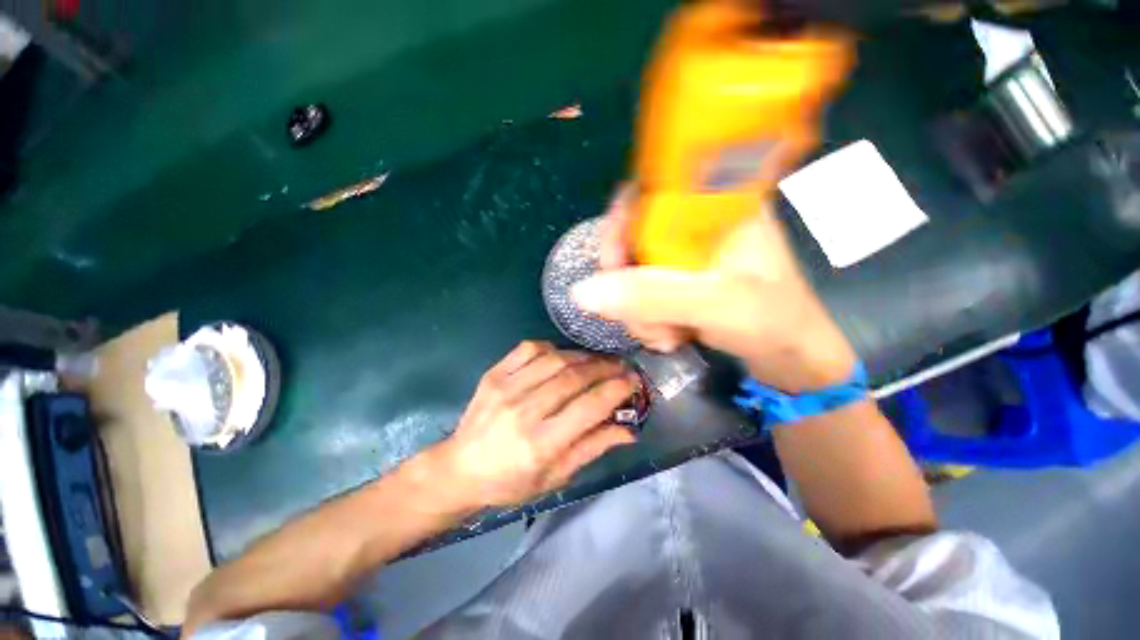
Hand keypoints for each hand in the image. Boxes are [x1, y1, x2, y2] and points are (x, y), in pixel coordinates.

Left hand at [433, 341, 637, 508]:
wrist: (460, 468)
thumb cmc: (511, 481)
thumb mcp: (555, 477)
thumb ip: (592, 448)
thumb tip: (628, 430)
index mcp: (541, 444)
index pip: (589, 407)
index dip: (616, 390)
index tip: (633, 381)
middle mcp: (524, 411)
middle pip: (574, 377)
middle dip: (605, 367)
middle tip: (621, 366)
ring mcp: (506, 388)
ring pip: (555, 359)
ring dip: (583, 356)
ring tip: (598, 360)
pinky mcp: (494, 374)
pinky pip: (529, 348)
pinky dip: (552, 348)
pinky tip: (562, 356)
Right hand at [579, 187, 856, 392]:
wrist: (791, 357)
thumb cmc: (772, 321)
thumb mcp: (714, 305)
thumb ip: (651, 297)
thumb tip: (581, 292)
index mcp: (715, 207)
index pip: (648, 193)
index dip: (620, 225)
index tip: (612, 266)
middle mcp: (695, 227)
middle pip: (632, 239)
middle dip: (628, 285)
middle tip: (642, 318)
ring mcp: (685, 257)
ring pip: (633, 273)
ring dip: (639, 311)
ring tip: (665, 337)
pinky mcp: (681, 282)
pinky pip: (643, 294)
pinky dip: (646, 318)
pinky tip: (667, 337)